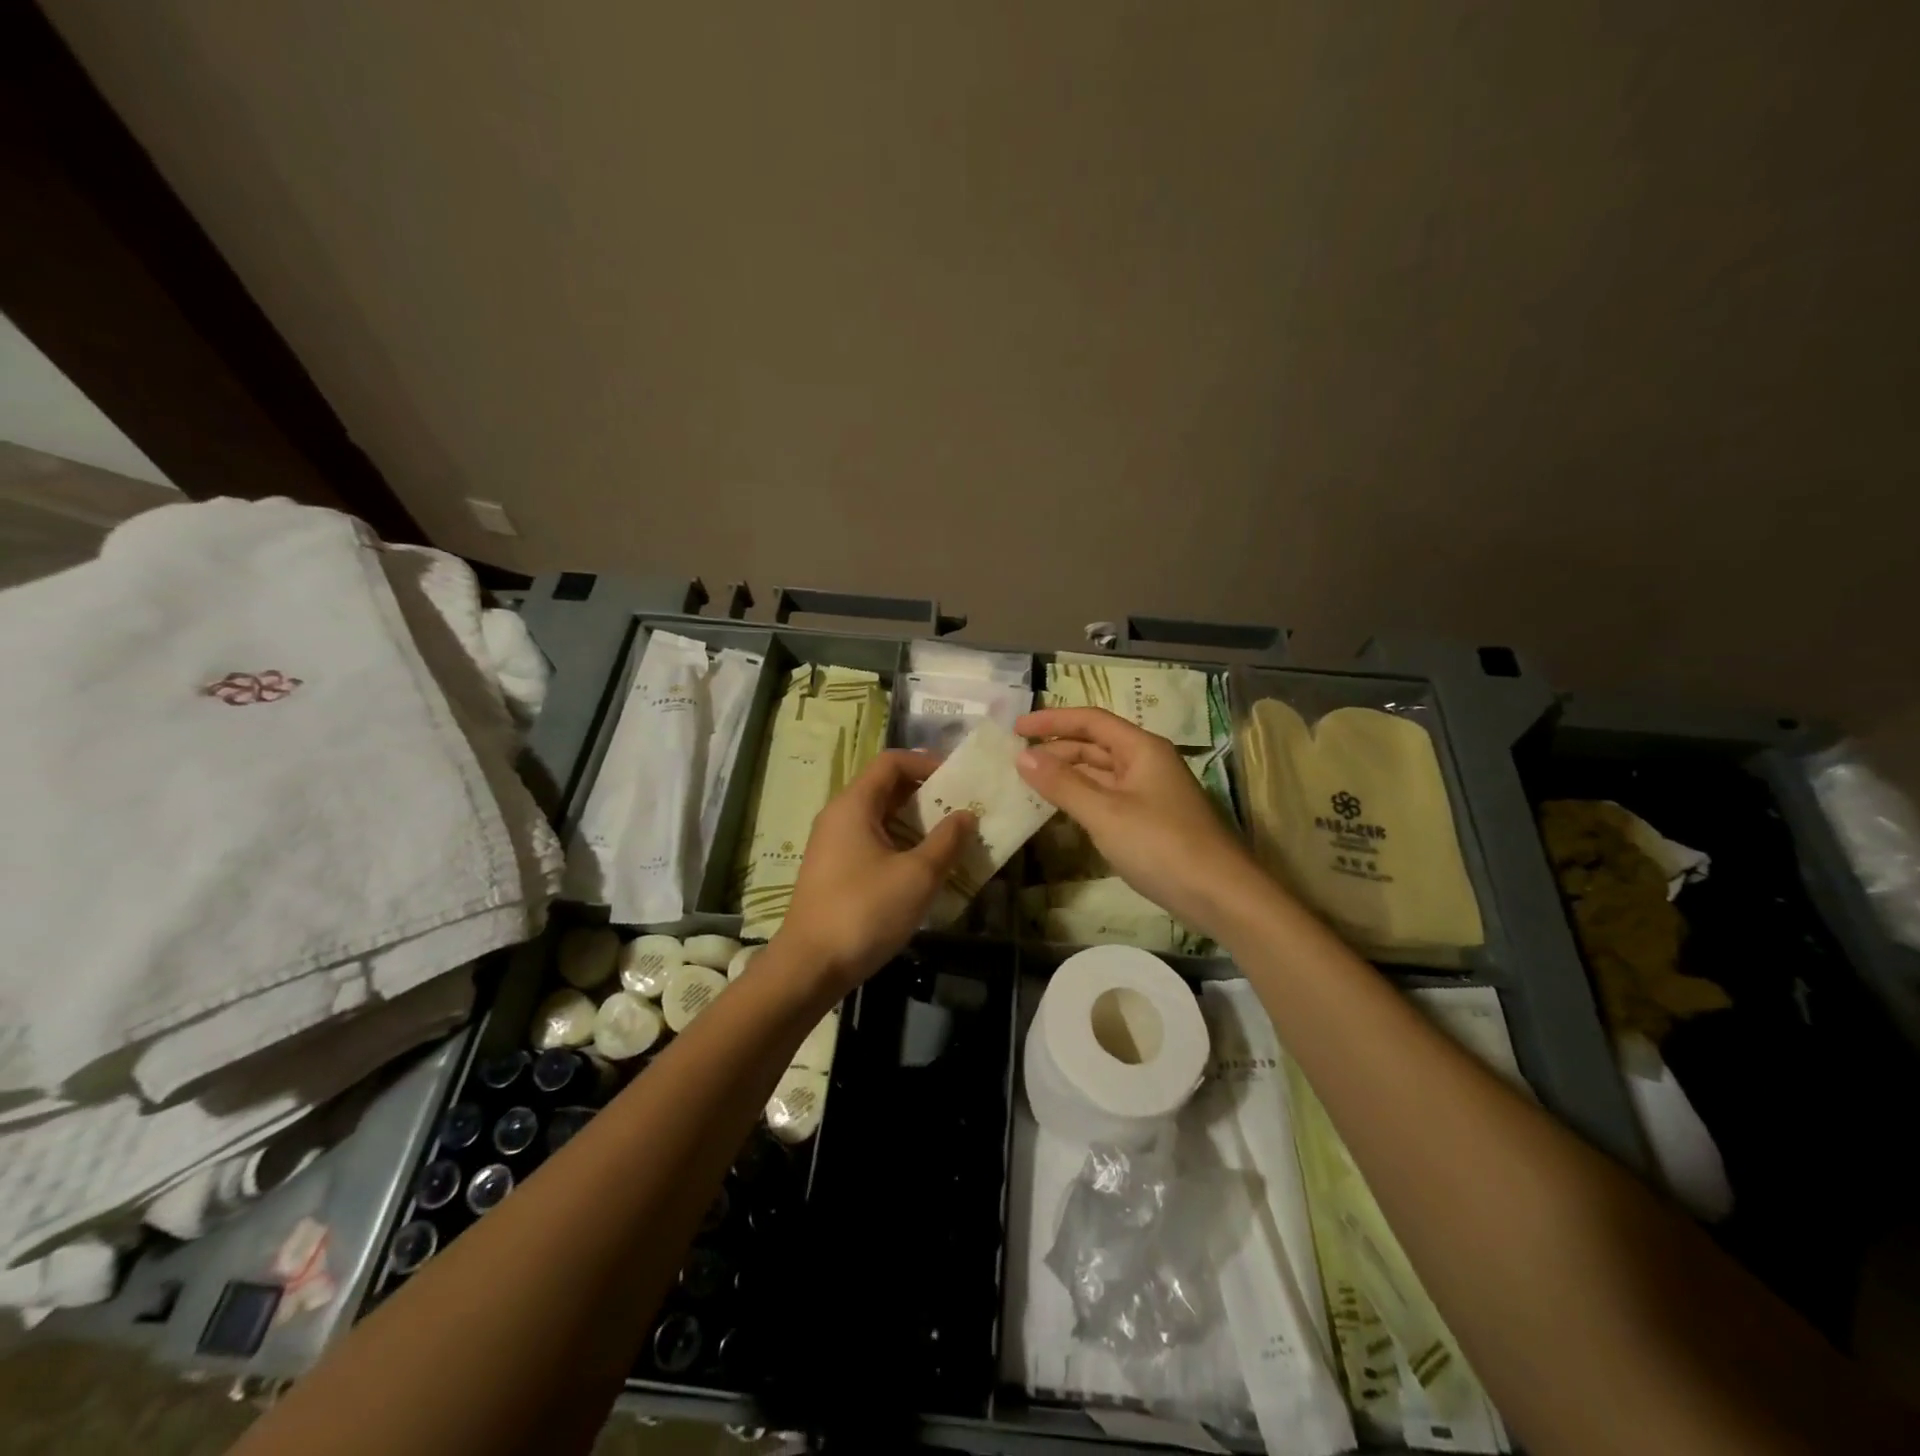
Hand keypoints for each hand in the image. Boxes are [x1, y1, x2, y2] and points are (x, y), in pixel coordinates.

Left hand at [776, 750, 975, 993]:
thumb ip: (947, 841)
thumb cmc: (865, 911)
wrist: (810, 967)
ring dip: (916, 824)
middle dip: (926, 795)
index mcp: (853, 805)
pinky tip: (924, 869)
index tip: (959, 779)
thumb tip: (966, 815)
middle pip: (886, 788)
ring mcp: (834, 845)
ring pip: (880, 818)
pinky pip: (872, 843)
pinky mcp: (835, 871)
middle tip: (962, 810)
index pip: (891, 762)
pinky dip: (900, 845)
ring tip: (951, 840)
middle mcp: (839, 816)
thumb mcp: (917, 876)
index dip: (926, 763)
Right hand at [1015, 707, 1265, 939]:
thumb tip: (1023, 755)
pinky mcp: (1150, 820)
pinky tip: (1061, 810)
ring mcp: (1150, 793)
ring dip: (1067, 775)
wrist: (1220, 896)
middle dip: (1056, 749)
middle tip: (1016, 760)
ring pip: (1101, 773)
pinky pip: (1108, 797)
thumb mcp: (1105, 813)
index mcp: (1142, 749)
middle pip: (1095, 745)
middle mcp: (1147, 763)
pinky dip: (1082, 798)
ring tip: (1030, 783)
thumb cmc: (1161, 845)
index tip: (1016, 727)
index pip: (1091, 721)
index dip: (1052, 720)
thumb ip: (1062, 783)